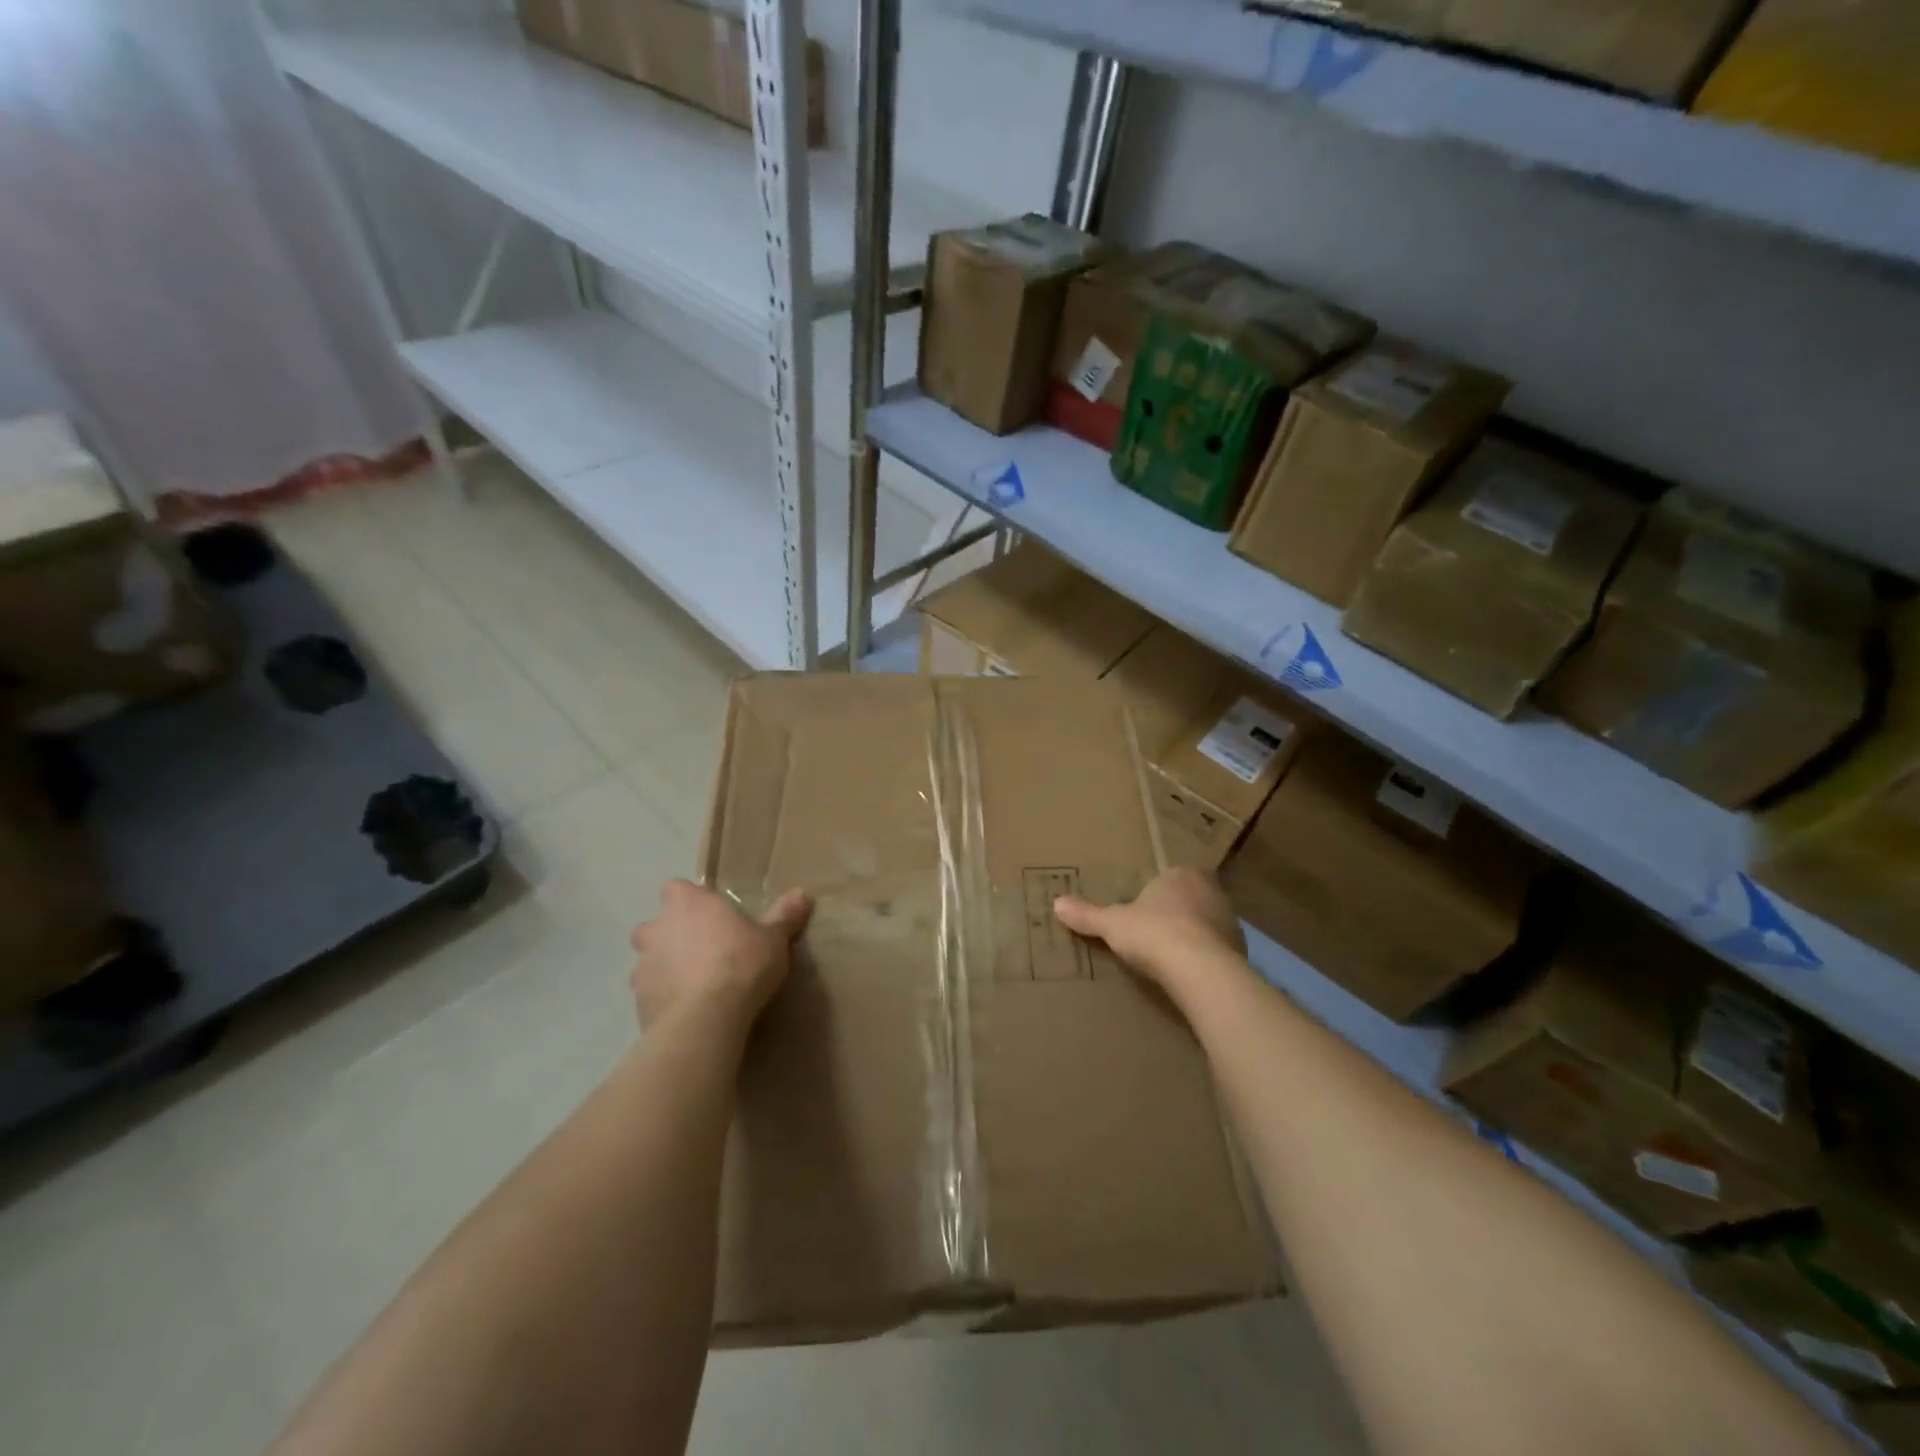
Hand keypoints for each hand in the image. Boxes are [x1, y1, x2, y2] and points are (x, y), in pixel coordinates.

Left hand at [629, 880, 811, 1032]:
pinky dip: (665, 998)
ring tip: (695, 985)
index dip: (689, 899)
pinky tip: (688, 1011)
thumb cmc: (741, 965)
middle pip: (655, 925)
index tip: (710, 914)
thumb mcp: (773, 940)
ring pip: (649, 961)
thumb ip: (783, 917)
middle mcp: (658, 929)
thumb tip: (802, 894)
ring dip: (666, 968)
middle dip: (671, 936)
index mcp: (689, 904)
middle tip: (701, 951)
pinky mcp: (638, 1001)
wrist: (705, 1020)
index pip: (676, 888)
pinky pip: (651, 994)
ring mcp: (643, 966)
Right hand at [1054, 867, 1245, 1004]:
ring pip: (1208, 924)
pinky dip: (1206, 959)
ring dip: (1194, 937)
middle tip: (1155, 933)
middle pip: (1192, 899)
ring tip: (1172, 958)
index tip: (1144, 911)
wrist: (1199, 970)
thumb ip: (1087, 914)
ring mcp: (1230, 921)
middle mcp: (1212, 891)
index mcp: (1183, 874)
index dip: (1158, 893)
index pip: (1171, 876)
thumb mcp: (1112, 924)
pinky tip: (1190, 975)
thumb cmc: (1153, 934)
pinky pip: (1219, 951)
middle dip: (1177, 913)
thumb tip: (1056, 903)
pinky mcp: (1241, 951)